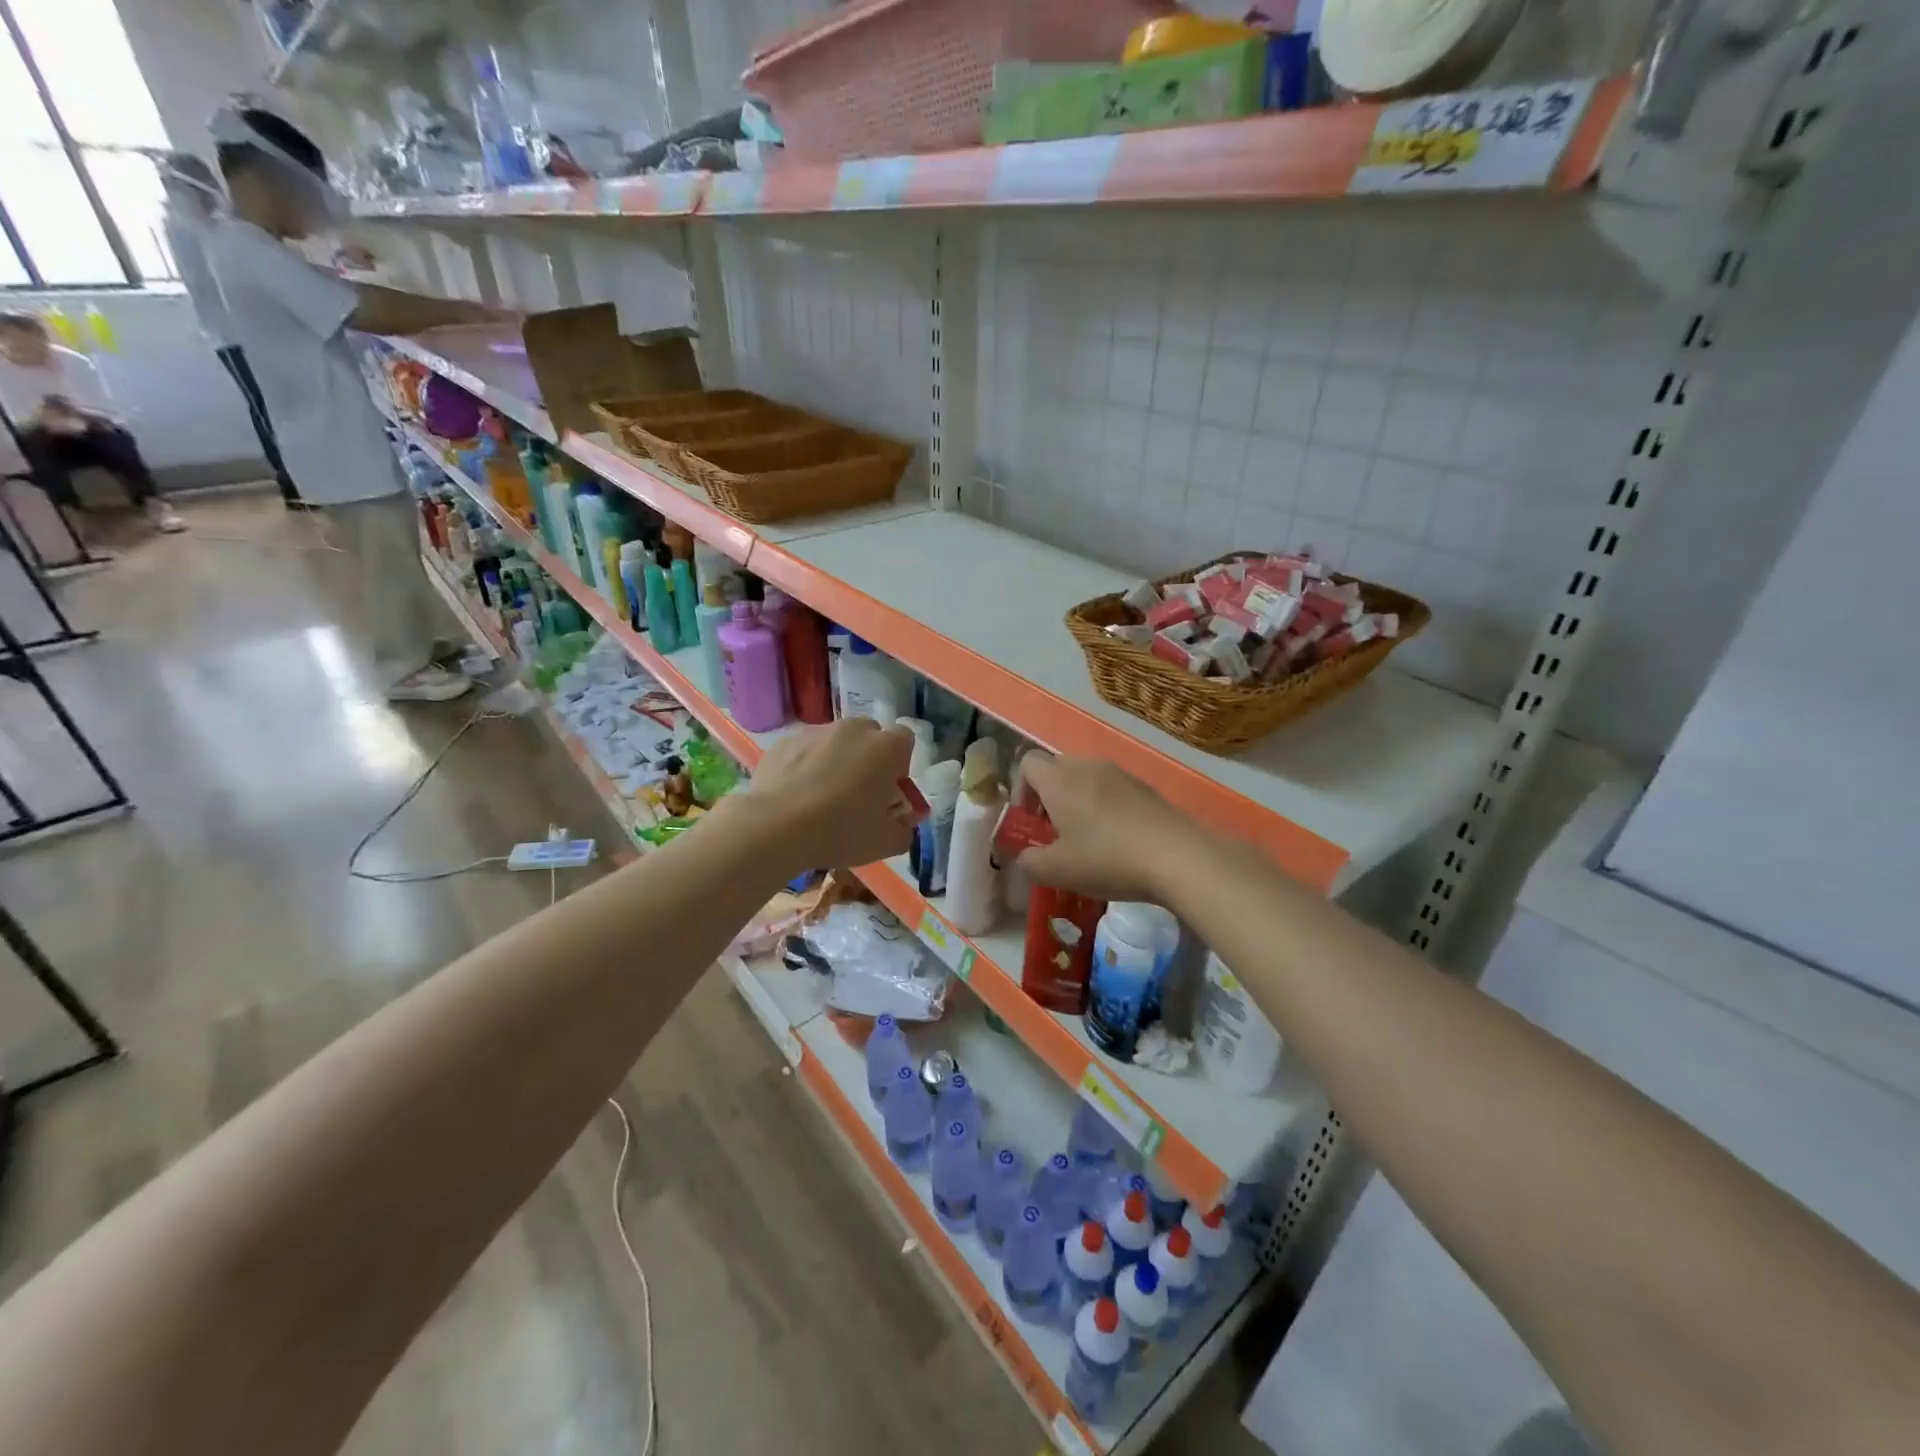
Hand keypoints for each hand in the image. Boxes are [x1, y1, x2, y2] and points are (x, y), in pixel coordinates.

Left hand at [733, 719, 917, 874]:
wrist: (776, 826)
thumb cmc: (842, 831)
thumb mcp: (887, 842)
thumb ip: (904, 829)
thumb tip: (902, 823)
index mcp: (886, 747)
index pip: (905, 740)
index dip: (899, 765)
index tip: (888, 791)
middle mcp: (854, 729)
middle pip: (869, 737)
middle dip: (868, 759)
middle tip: (858, 794)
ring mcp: (815, 732)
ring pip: (834, 742)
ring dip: (835, 761)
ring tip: (821, 797)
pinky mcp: (784, 742)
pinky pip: (804, 751)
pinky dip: (804, 766)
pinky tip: (795, 797)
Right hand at [1014, 753, 1204, 903]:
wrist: (1178, 857)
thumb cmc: (1107, 859)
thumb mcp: (1058, 871)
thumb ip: (1030, 862)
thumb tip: (1026, 857)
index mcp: (1059, 780)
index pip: (1027, 763)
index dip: (1021, 790)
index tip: (1030, 822)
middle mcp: (1088, 767)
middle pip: (1057, 768)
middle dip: (1050, 796)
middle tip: (1056, 833)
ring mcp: (1121, 774)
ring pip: (1088, 778)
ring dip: (1080, 802)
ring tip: (1089, 839)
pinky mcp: (1147, 788)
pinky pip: (1115, 790)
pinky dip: (1108, 808)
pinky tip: (1120, 841)